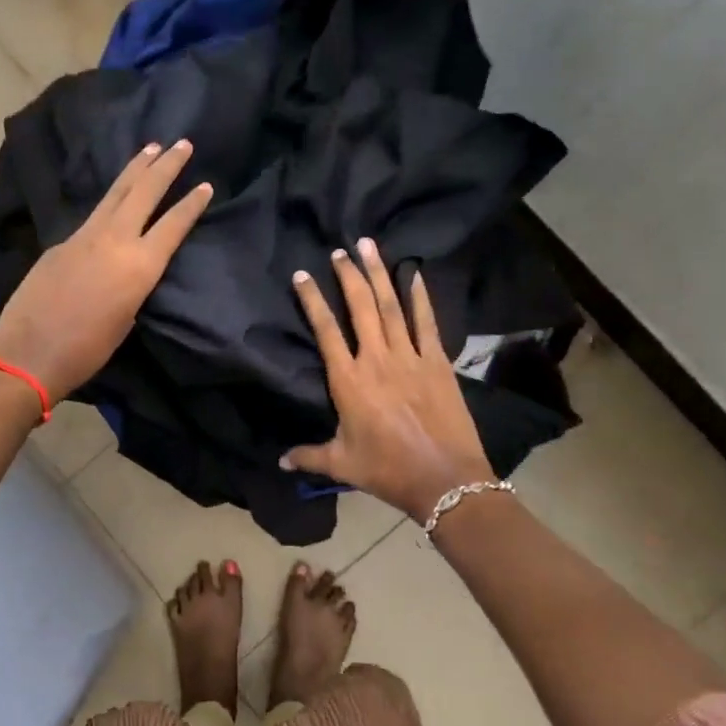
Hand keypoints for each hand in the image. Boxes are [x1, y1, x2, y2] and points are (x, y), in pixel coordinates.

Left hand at [0, 140, 212, 397]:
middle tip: (182, 144)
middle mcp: (115, 241)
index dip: (191, 204)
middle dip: (166, 166)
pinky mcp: (60, 243)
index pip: (173, 225)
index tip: (205, 185)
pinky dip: (110, 200)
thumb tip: (128, 273)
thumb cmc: (86, 351)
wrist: (28, 354)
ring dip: (135, 169)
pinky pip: (92, 215)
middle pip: (144, 193)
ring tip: (150, 148)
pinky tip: (114, 198)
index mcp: (139, 267)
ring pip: (115, 194)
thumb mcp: (125, 321)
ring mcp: (83, 237)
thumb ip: (133, 288)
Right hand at [282, 237, 495, 520]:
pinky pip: (427, 323)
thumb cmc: (387, 470)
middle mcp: (377, 360)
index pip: (325, 331)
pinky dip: (420, 297)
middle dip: (349, 275)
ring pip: (391, 306)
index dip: (313, 300)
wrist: (445, 479)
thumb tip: (280, 462)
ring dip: (379, 275)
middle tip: (340, 250)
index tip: (302, 275)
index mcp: (349, 381)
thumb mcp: (342, 464)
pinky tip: (413, 274)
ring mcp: (411, 358)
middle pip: (361, 307)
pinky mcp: (438, 363)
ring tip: (370, 246)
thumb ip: (309, 456)